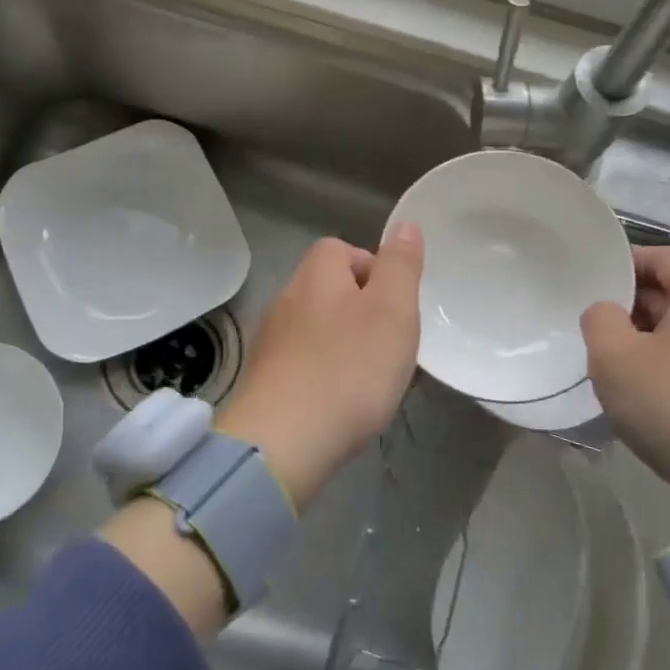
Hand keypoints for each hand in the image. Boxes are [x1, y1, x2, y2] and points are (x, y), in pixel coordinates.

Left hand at [218, 224, 423, 508]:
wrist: (282, 443)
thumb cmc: (348, 368)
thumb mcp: (393, 309)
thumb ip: (401, 265)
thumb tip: (404, 226)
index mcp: (316, 274)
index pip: (344, 250)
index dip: (375, 271)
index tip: (398, 306)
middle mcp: (286, 299)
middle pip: (332, 291)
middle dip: (365, 313)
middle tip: (393, 347)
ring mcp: (271, 342)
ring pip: (319, 331)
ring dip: (347, 347)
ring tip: (373, 382)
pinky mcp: (264, 382)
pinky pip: (305, 366)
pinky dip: (326, 377)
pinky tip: (341, 405)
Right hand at [582, 246, 669, 531]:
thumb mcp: (613, 357)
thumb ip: (598, 319)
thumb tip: (608, 312)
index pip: (661, 257)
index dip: (622, 265)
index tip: (591, 284)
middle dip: (637, 306)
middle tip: (599, 328)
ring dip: (659, 341)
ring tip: (625, 366)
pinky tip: (662, 399)